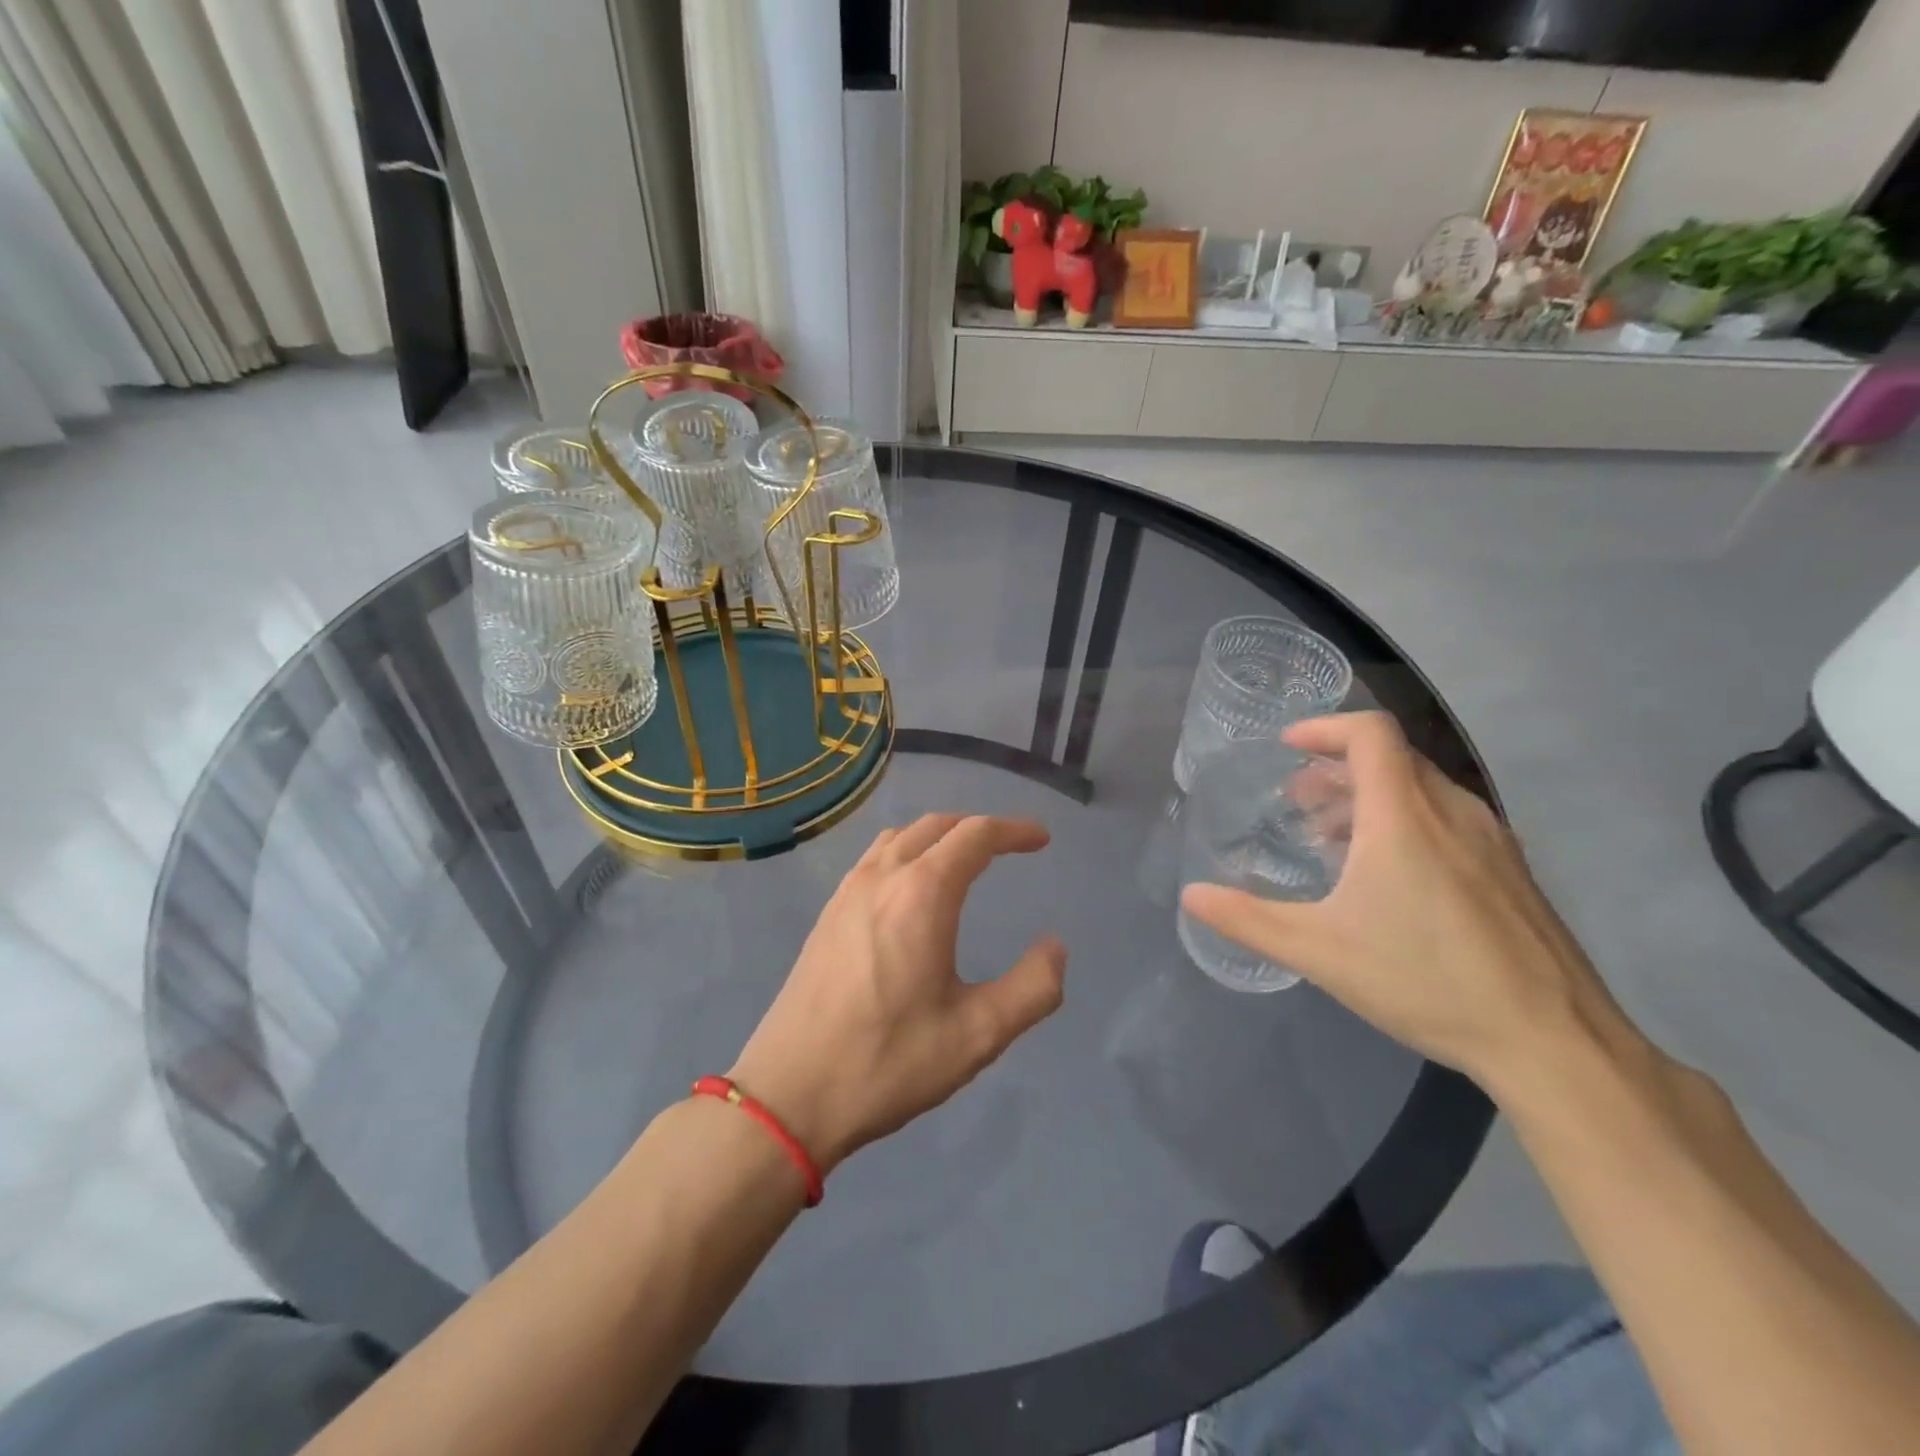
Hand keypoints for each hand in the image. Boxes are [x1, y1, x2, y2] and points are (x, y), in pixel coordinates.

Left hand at [730, 815, 1066, 1171]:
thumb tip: (1055, 948)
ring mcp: (847, 892)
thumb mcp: (978, 1035)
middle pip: (936, 825)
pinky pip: (874, 859)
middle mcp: (882, 877)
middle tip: (1010, 846)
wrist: (789, 1094)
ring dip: (939, 835)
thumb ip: (1032, 988)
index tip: (1041, 840)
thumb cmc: (888, 1061)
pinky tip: (911, 888)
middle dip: (978, 828)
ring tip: (965, 859)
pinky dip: (906, 851)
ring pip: (900, 837)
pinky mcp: (827, 914)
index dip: (1013, 831)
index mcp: (922, 894)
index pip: (975, 836)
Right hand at [1180, 712, 1640, 1098]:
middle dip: (1337, 768)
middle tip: (1299, 803)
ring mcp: (1492, 840)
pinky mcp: (1512, 871)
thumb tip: (1191, 896)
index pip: (1370, 733)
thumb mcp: (1319, 952)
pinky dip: (1406, 821)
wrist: (1553, 1041)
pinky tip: (1390, 877)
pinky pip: (1449, 818)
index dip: (1325, 727)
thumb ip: (1247, 919)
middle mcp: (1453, 812)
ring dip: (1370, 797)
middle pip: (1392, 758)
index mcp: (1404, 817)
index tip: (1288, 748)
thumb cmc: (1426, 981)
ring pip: (1422, 789)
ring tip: (1335, 840)